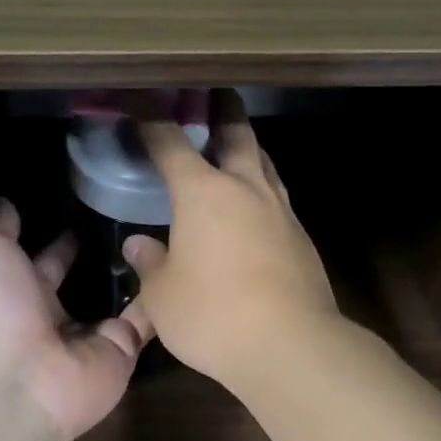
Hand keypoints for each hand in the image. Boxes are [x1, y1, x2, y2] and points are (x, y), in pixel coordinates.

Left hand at [0, 200, 151, 440]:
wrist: (18, 379)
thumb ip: (0, 227)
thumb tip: (4, 202)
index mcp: (19, 293)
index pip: (46, 260)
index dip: (62, 239)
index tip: (88, 207)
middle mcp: (55, 316)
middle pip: (85, 282)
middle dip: (104, 255)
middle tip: (135, 216)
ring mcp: (91, 336)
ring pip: (120, 299)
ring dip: (138, 273)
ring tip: (163, 231)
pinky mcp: (123, 350)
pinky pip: (147, 320)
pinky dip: (162, 297)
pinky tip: (178, 264)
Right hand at [125, 94, 340, 391]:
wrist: (292, 345)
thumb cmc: (213, 315)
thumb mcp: (163, 295)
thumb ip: (150, 264)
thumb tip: (138, 245)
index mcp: (202, 193)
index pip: (170, 143)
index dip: (152, 119)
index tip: (141, 99)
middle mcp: (244, 189)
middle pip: (236, 135)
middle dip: (222, 111)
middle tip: (216, 95)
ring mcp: (280, 211)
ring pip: (265, 162)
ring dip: (250, 145)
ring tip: (239, 143)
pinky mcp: (301, 237)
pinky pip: (278, 196)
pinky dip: (263, 186)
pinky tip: (256, 204)